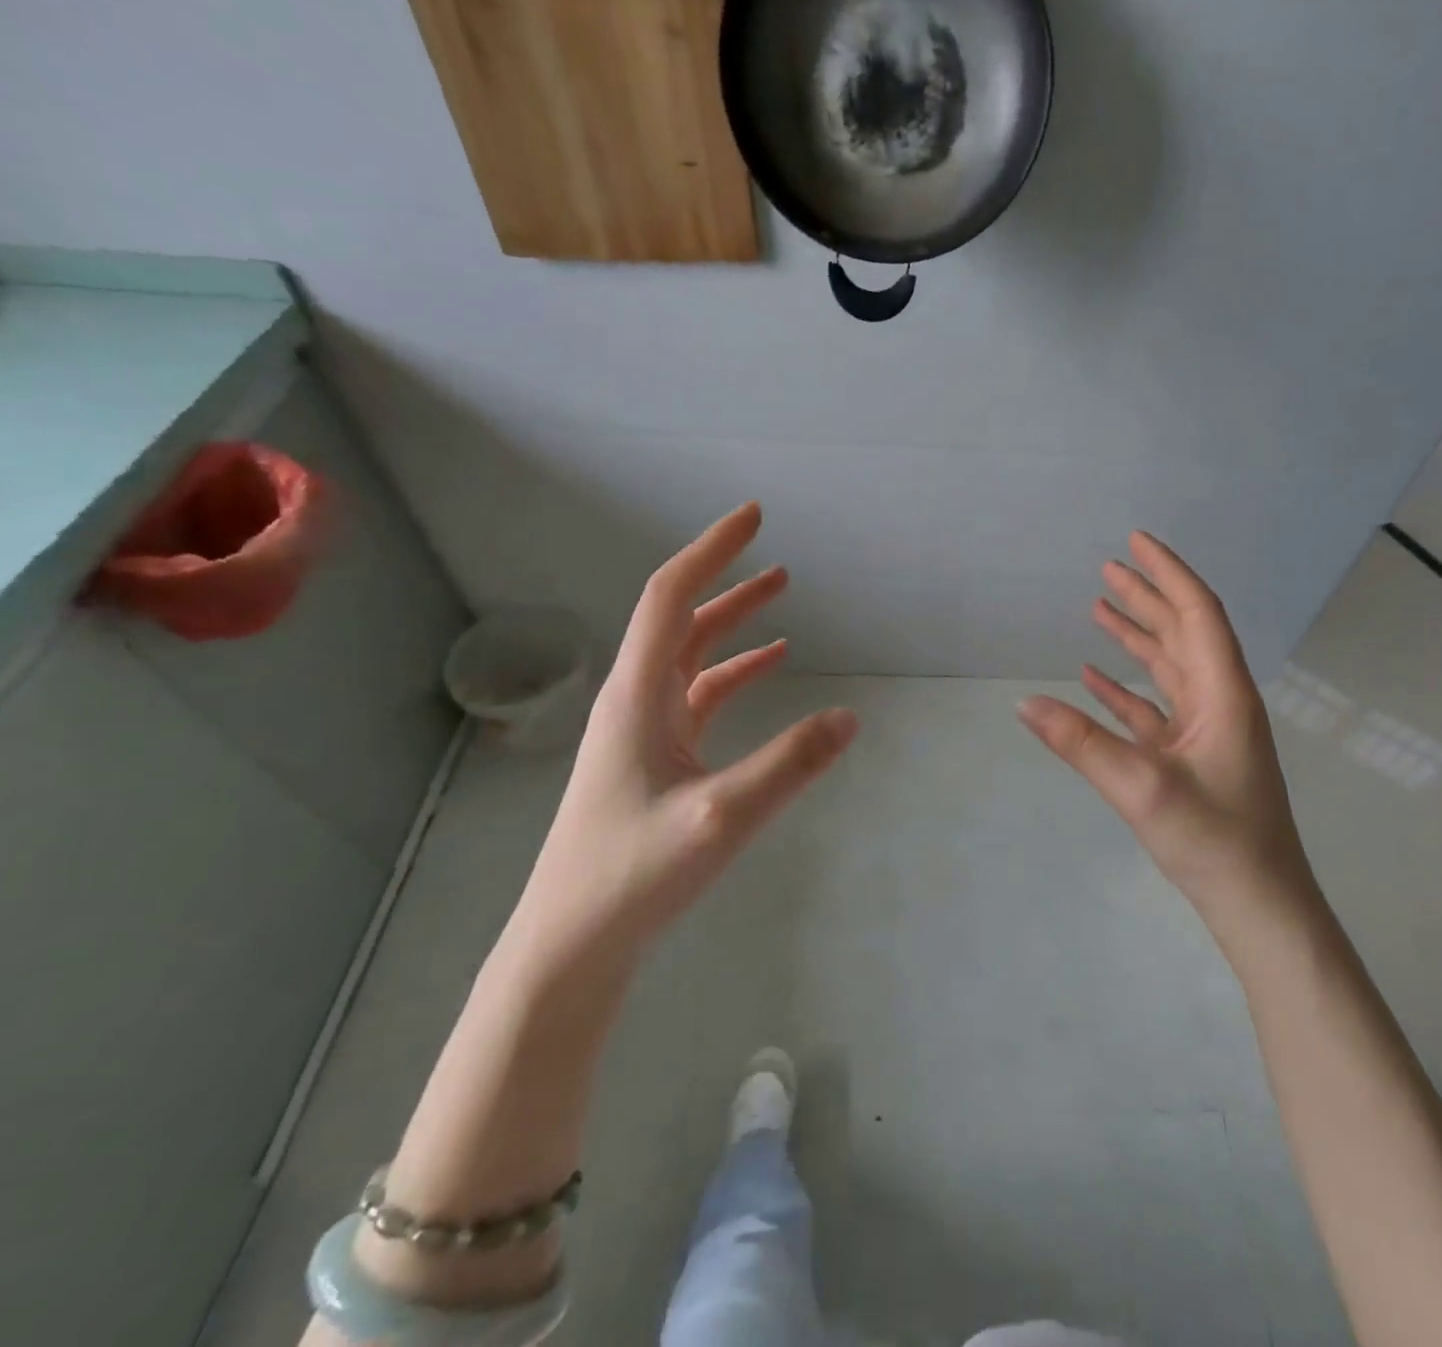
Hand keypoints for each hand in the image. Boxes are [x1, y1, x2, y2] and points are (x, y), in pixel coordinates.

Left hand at [526, 503, 856, 952]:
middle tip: (776, 555)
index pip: (671, 597)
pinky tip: (768, 670)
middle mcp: (636, 701)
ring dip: (734, 624)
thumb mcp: (721, 817)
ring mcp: (643, 732)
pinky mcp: (654, 760)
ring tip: (781, 596)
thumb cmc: (631, 874)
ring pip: (692, 657)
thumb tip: (850, 717)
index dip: (711, 550)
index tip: (753, 517)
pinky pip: (700, 698)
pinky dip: (735, 674)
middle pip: (682, 620)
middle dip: (729, 581)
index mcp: (637, 695)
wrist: (570, 944)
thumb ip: (790, 765)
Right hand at [1018, 531, 1313, 925]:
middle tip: (1108, 567)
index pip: (1196, 614)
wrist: (1258, 904)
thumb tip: (1024, 703)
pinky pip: (1154, 707)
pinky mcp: (1191, 757)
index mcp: (1222, 693)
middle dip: (1147, 596)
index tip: (1136, 542)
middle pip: (1181, 632)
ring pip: (1168, 667)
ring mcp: (1206, 730)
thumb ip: (1082, 743)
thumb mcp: (1142, 789)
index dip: (1168, 574)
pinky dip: (1126, 688)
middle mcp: (1218, 701)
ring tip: (1099, 606)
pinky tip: (1095, 677)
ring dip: (1136, 636)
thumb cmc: (1215, 840)